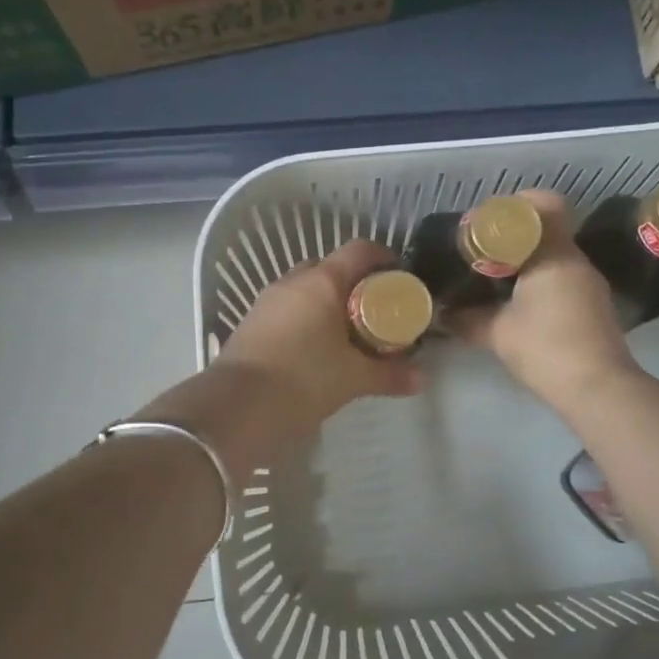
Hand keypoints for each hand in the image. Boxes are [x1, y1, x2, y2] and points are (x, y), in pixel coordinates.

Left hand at [214, 238, 427, 433]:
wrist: (237, 408)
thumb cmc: (304, 380)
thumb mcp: (353, 379)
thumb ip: (389, 375)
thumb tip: (422, 379)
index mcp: (322, 282)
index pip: (359, 250)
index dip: (383, 257)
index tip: (400, 277)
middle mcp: (293, 282)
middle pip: (331, 268)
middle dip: (355, 284)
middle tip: (376, 311)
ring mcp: (267, 301)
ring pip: (306, 290)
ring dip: (328, 303)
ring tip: (349, 333)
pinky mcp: (251, 323)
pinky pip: (288, 310)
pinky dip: (307, 320)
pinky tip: (317, 350)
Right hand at [449, 190, 640, 408]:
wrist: (598, 389)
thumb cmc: (546, 348)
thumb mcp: (497, 333)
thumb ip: (468, 319)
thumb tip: (444, 314)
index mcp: (555, 255)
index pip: (545, 206)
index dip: (517, 206)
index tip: (489, 220)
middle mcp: (577, 261)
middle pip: (547, 231)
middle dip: (514, 237)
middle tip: (483, 251)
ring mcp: (589, 285)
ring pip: (555, 258)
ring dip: (527, 262)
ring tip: (495, 278)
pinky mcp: (594, 307)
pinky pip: (562, 279)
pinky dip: (540, 282)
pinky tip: (518, 303)